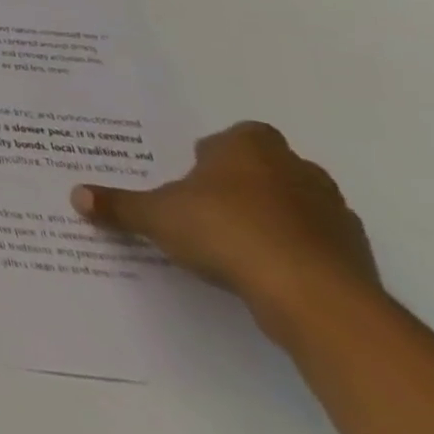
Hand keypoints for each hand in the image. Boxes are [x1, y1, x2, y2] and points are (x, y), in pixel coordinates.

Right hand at [71, 121, 380, 334]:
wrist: (315, 298)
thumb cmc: (226, 231)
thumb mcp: (157, 216)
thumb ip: (119, 205)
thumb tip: (76, 196)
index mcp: (249, 147)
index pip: (237, 135)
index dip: (216, 153)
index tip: (194, 176)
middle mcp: (297, 170)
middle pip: (269, 168)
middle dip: (245, 184)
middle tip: (209, 207)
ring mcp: (335, 214)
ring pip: (299, 206)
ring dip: (275, 219)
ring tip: (237, 244)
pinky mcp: (357, 258)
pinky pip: (319, 245)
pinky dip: (297, 254)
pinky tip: (267, 273)